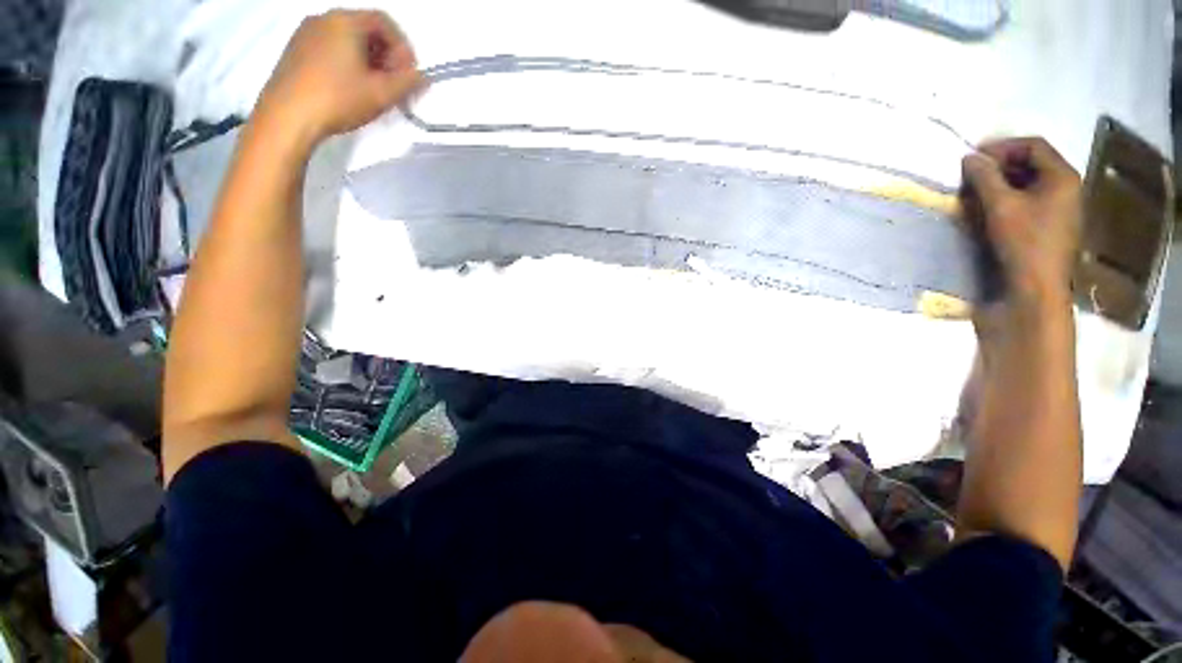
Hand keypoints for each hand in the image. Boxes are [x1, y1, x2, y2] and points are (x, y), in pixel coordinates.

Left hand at [255, 10, 423, 147]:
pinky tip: (350, 87)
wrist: (287, 116)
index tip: (409, 75)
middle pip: (365, 28)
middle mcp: (324, 18)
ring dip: (367, 60)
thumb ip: (408, 82)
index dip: (403, 48)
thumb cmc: (338, 98)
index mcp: (346, 21)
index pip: (384, 22)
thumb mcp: (382, 94)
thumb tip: (422, 76)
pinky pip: (330, 48)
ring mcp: (305, 32)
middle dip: (386, 55)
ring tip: (373, 89)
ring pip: (347, 39)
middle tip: (393, 84)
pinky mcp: (295, 50)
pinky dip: (347, 62)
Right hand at [962, 137, 1081, 308]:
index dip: (1002, 147)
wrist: (1035, 291)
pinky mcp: (1049, 227)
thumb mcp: (1000, 206)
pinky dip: (1008, 200)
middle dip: (1000, 165)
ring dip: (1001, 183)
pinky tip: (989, 211)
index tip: (972, 158)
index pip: (1033, 145)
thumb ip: (984, 178)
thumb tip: (969, 158)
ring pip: (1029, 184)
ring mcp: (1060, 210)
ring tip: (976, 194)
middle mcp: (1066, 188)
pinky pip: (1028, 202)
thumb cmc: (1023, 243)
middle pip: (1033, 163)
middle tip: (972, 176)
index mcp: (1063, 177)